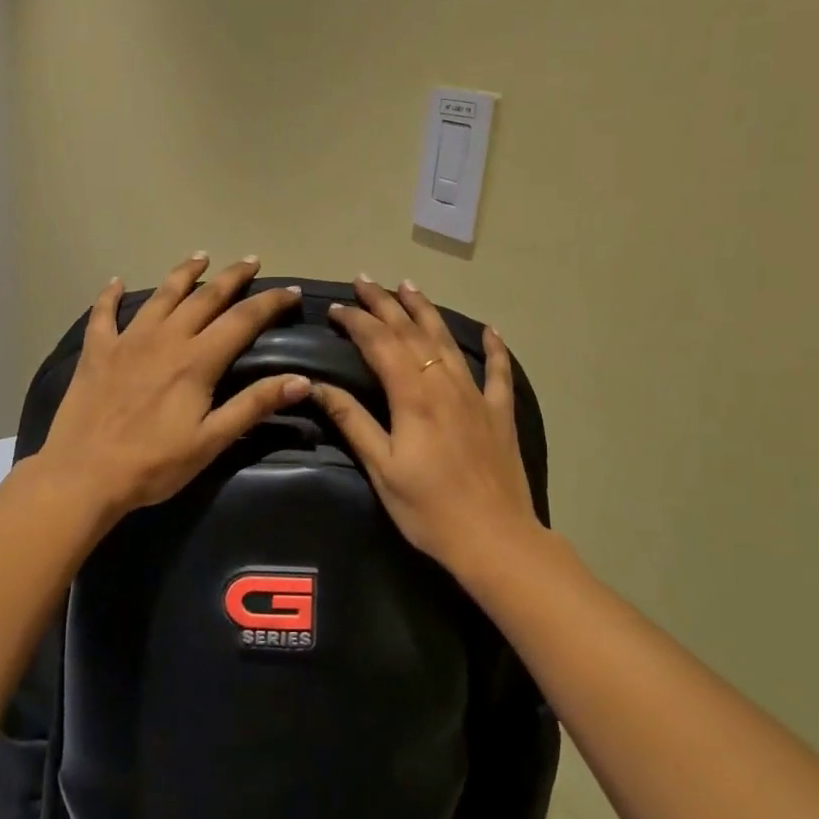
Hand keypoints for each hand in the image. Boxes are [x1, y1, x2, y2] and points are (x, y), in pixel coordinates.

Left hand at [35, 254, 309, 519]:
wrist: (83, 475)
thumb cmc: (154, 463)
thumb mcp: (212, 441)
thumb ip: (254, 405)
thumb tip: (302, 380)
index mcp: (197, 360)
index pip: (243, 319)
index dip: (270, 302)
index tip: (292, 291)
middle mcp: (166, 338)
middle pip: (206, 297)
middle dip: (232, 277)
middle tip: (251, 260)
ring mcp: (128, 340)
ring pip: (161, 295)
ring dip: (183, 273)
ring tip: (200, 257)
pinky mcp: (97, 351)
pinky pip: (103, 313)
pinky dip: (110, 295)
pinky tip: (115, 281)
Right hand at [313, 277, 541, 573]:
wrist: (494, 537)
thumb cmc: (428, 508)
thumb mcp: (382, 468)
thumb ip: (353, 421)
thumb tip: (319, 386)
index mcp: (412, 396)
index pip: (380, 344)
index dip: (357, 321)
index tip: (335, 307)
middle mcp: (444, 384)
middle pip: (412, 332)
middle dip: (385, 303)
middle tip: (365, 281)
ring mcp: (476, 395)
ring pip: (447, 341)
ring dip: (426, 311)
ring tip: (408, 287)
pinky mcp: (499, 412)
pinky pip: (498, 371)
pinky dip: (494, 347)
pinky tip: (490, 330)